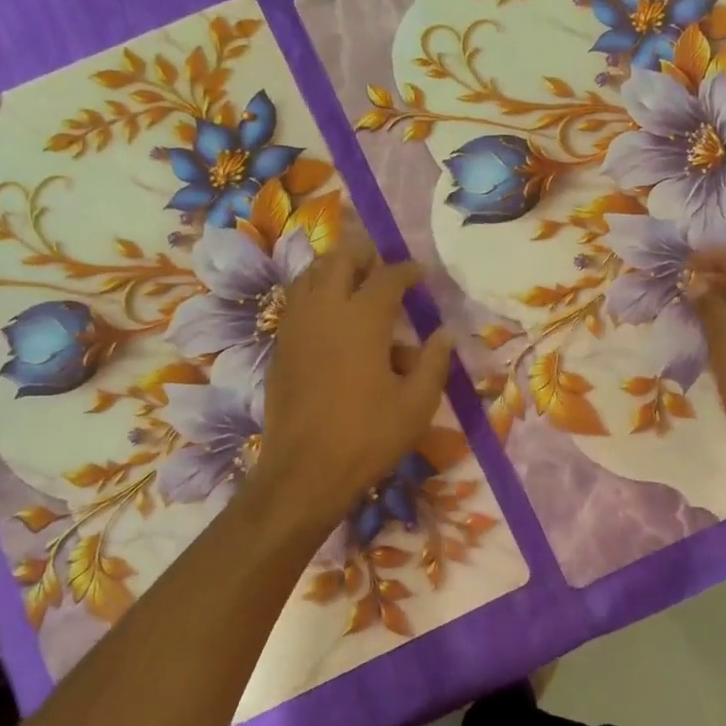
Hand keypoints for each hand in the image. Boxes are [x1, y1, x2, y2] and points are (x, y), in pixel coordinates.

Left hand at [249, 231, 453, 530]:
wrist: (305, 470)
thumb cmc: (368, 436)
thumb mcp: (417, 404)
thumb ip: (434, 363)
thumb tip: (445, 334)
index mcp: (363, 318)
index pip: (388, 276)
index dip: (407, 271)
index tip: (419, 275)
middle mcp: (325, 310)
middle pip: (340, 259)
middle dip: (364, 254)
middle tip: (383, 266)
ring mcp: (296, 325)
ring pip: (310, 275)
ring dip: (334, 269)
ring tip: (355, 282)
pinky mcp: (280, 346)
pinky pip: (297, 302)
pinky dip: (315, 294)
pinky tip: (331, 318)